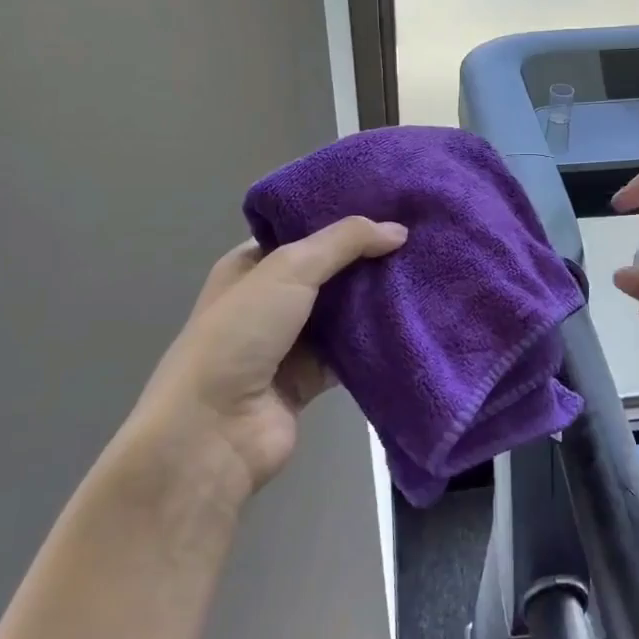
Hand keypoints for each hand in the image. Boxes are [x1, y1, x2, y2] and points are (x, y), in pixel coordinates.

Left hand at [135, 216, 407, 502]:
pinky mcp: (312, 378)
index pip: (303, 232)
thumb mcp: (288, 270)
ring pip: (344, 311)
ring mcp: (291, 342)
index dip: (343, 220)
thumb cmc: (239, 335)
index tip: (391, 207)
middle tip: (418, 239)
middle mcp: (271, 300)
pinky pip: (352, 352)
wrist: (213, 431)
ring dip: (377, 299)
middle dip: (369, 258)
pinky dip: (377, 341)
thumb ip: (344, 243)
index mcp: (251, 266)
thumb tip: (399, 230)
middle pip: (330, 271)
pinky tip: (413, 321)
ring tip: (425, 273)